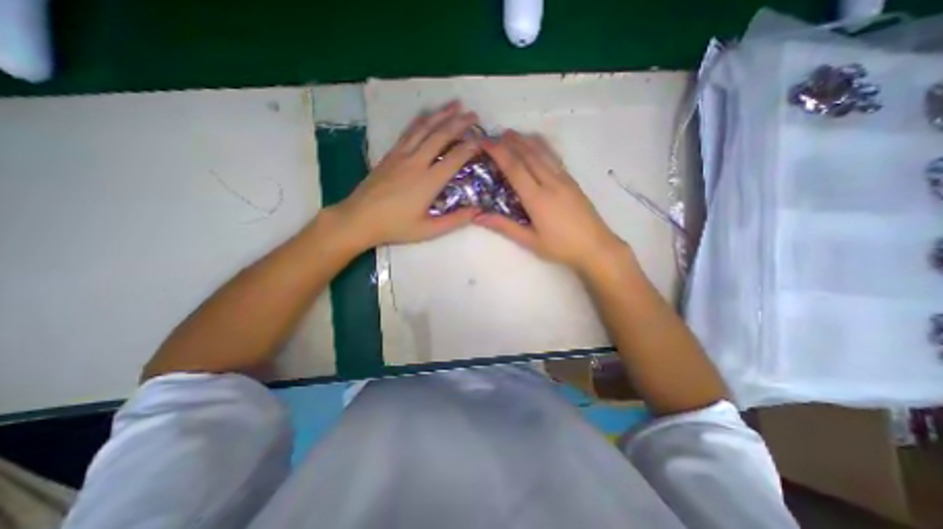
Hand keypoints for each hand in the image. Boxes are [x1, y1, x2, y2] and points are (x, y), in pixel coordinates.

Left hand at [329, 103, 479, 251]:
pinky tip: (426, 115)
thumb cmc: (396, 227)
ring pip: (424, 128)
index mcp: (429, 181)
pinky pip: (408, 131)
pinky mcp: (390, 154)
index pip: (455, 158)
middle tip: (474, 115)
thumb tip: (478, 211)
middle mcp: (416, 162)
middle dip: (460, 123)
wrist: (360, 218)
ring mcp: (401, 155)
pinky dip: (420, 120)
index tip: (482, 140)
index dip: (471, 147)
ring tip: (455, 104)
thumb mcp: (429, 230)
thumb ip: (455, 221)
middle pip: (441, 135)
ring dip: (441, 114)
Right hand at [471, 129, 624, 271]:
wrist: (596, 247)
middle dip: (510, 142)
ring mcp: (564, 179)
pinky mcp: (572, 181)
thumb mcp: (530, 240)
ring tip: (512, 133)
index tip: (485, 142)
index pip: (515, 168)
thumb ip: (504, 226)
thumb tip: (477, 217)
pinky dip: (542, 147)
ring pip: (543, 153)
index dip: (498, 152)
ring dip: (526, 141)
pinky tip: (538, 144)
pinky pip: (554, 157)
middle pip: (528, 155)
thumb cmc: (561, 247)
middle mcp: (550, 182)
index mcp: (537, 198)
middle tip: (495, 134)